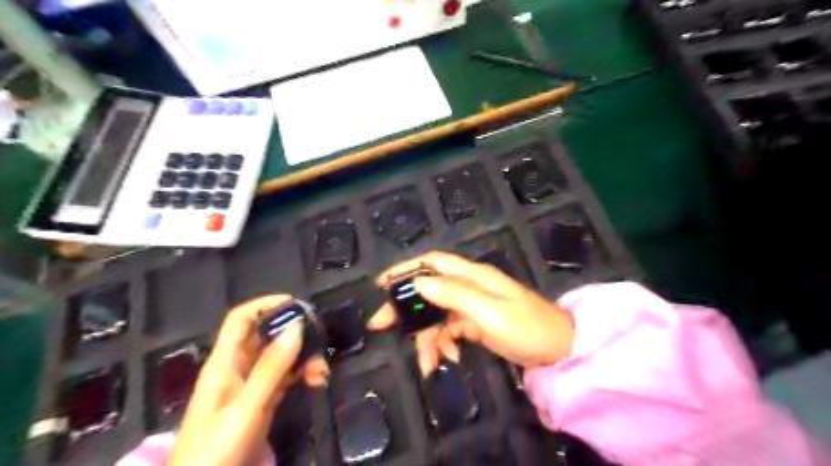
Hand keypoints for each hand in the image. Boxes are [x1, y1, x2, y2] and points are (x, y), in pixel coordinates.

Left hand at [170, 297, 329, 465]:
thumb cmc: (217, 449)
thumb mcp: (246, 407)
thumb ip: (272, 366)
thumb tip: (297, 325)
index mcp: (224, 362)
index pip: (241, 319)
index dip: (266, 305)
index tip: (298, 304)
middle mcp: (237, 368)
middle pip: (266, 336)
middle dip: (294, 334)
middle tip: (320, 340)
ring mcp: (250, 386)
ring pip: (280, 357)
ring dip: (303, 357)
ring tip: (322, 371)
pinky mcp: (262, 402)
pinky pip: (285, 377)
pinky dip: (302, 374)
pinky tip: (317, 381)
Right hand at [372, 252, 575, 373]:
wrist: (559, 350)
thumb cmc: (528, 327)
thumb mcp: (490, 313)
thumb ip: (454, 295)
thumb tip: (418, 281)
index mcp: (473, 276)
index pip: (433, 263)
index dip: (406, 269)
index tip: (382, 284)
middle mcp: (469, 286)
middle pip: (428, 290)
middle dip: (405, 308)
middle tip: (380, 326)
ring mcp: (472, 306)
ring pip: (436, 316)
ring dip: (426, 338)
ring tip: (427, 364)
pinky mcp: (475, 323)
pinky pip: (450, 330)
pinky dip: (444, 344)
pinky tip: (449, 359)